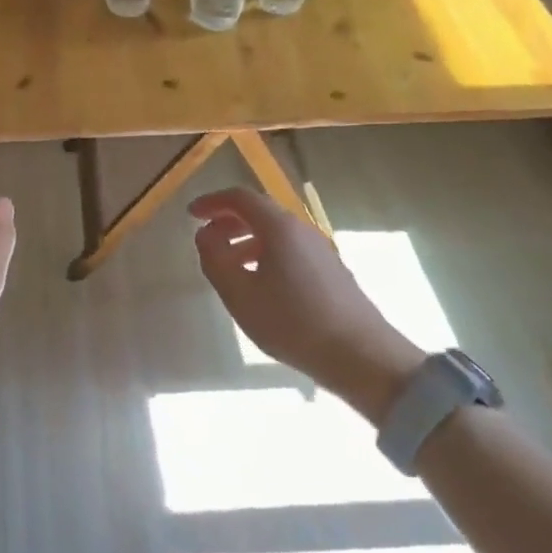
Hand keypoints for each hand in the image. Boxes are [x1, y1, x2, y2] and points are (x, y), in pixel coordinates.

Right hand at [189, 187, 424, 419]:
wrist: (360, 355)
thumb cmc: (292, 322)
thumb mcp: (239, 294)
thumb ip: (215, 259)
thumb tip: (205, 235)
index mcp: (279, 228)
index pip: (240, 198)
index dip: (212, 202)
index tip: (191, 214)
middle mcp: (302, 230)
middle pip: (260, 212)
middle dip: (228, 221)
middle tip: (206, 241)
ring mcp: (320, 250)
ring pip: (276, 233)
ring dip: (246, 240)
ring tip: (228, 267)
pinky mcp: (330, 270)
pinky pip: (290, 250)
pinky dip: (265, 254)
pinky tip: (260, 285)